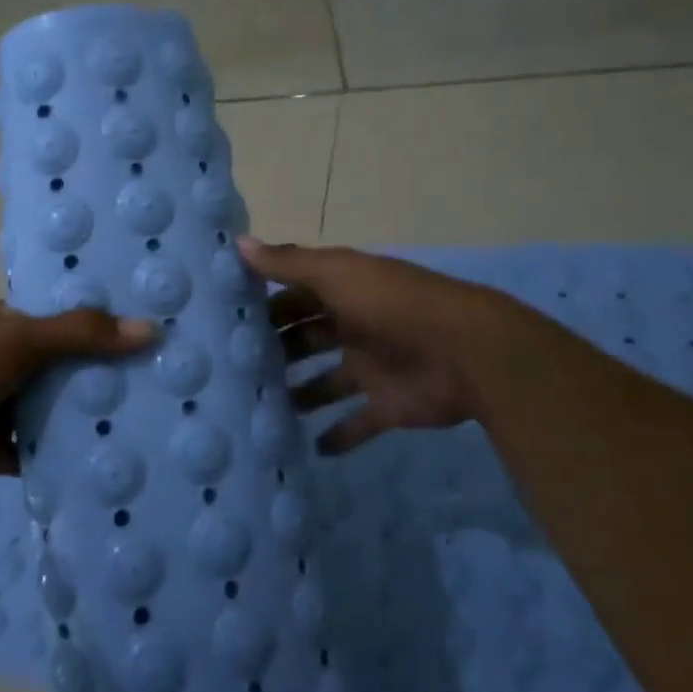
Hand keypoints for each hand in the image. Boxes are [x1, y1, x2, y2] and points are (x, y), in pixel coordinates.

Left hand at [0, 303, 157, 491]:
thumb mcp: (21, 339)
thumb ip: (81, 333)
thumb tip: (151, 330)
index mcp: (14, 325)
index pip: (71, 316)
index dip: (109, 321)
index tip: (158, 328)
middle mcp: (15, 363)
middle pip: (72, 366)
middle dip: (110, 373)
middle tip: (168, 380)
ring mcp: (9, 407)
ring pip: (61, 410)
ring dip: (93, 417)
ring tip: (154, 422)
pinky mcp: (3, 449)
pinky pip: (45, 452)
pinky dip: (70, 457)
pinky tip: (112, 462)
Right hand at [243, 237, 515, 454]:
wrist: (466, 353)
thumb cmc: (393, 307)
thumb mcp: (337, 275)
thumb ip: (288, 263)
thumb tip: (236, 243)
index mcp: (344, 292)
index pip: (296, 296)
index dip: (266, 306)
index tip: (226, 323)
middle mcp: (354, 327)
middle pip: (308, 339)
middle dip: (278, 351)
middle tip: (235, 372)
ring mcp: (370, 369)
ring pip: (325, 382)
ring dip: (299, 394)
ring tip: (260, 410)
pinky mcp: (386, 407)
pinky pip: (356, 424)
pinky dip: (338, 436)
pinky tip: (310, 448)